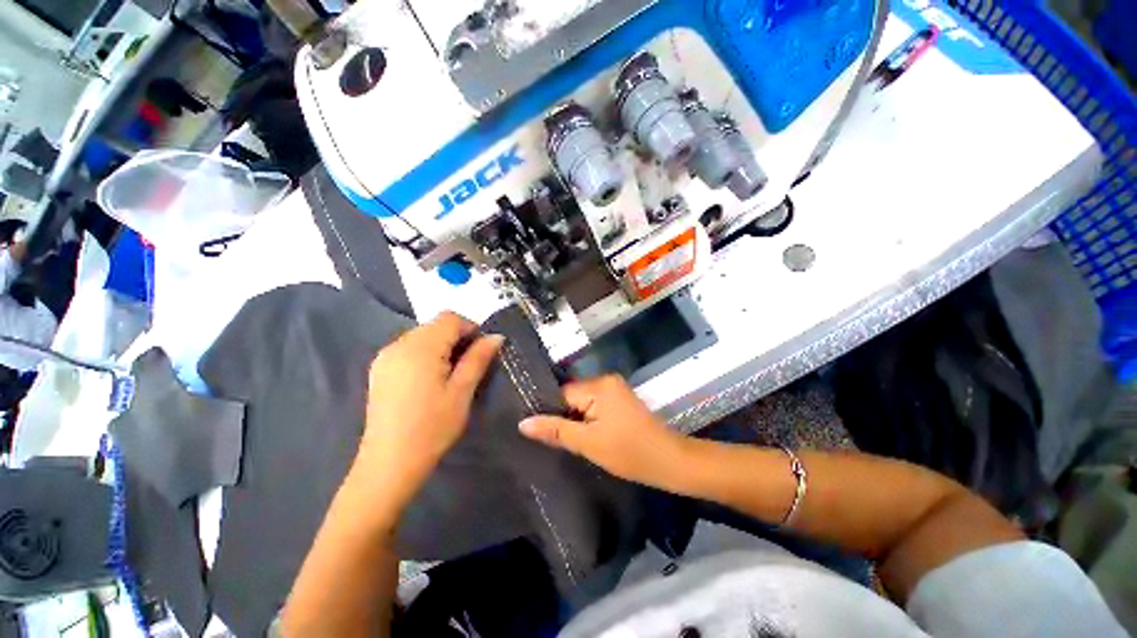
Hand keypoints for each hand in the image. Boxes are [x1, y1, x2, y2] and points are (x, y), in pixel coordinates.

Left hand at [355, 312, 503, 501]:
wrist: (390, 462)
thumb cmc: (433, 426)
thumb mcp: (462, 390)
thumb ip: (478, 358)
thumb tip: (496, 336)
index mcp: (420, 348)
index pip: (450, 318)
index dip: (470, 328)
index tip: (481, 350)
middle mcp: (398, 345)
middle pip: (434, 325)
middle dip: (456, 338)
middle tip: (468, 366)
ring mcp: (385, 357)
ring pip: (422, 336)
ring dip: (441, 346)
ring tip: (450, 374)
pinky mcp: (379, 370)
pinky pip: (408, 348)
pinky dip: (425, 354)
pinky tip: (429, 380)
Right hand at [519, 375, 687, 487]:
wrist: (669, 461)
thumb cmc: (629, 453)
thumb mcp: (588, 443)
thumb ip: (555, 430)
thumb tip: (523, 423)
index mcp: (598, 386)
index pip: (562, 394)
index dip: (549, 411)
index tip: (536, 429)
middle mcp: (606, 379)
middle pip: (571, 396)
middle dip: (563, 416)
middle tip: (551, 438)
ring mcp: (614, 388)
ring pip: (582, 401)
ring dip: (575, 418)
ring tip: (565, 437)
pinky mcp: (619, 398)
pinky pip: (594, 404)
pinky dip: (587, 417)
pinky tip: (583, 433)